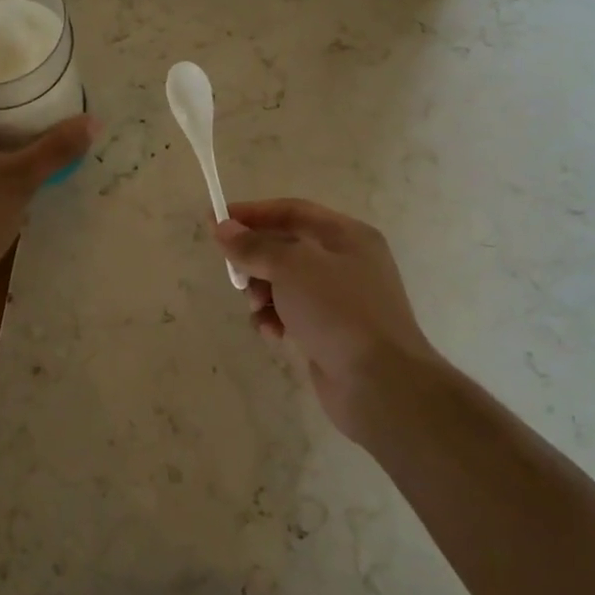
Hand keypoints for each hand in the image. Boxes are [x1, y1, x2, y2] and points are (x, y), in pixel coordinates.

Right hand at [215, 199, 437, 435]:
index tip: (214, 221)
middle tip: (235, 276)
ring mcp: (340, 300)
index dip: (252, 213)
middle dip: (256, 260)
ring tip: (256, 308)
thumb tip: (223, 229)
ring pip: (285, 283)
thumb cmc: (338, 311)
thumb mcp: (292, 267)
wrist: (380, 383)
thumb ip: (254, 246)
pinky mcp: (330, 332)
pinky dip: (276, 319)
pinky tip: (271, 333)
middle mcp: (346, 262)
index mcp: (347, 235)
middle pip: (286, 247)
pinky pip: (292, 314)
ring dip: (262, 293)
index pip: (292, 211)